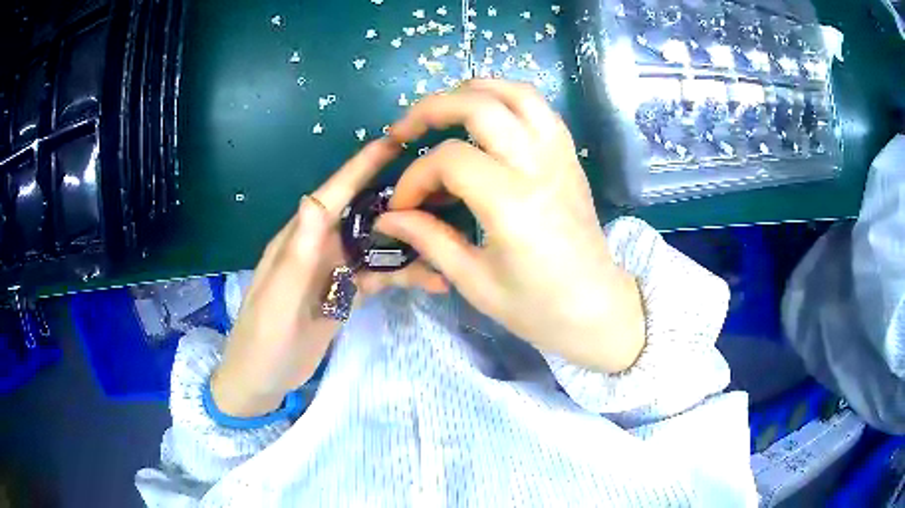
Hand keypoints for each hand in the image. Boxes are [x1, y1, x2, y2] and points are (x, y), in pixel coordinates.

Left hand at [212, 138, 447, 417]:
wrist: (261, 380)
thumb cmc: (262, 340)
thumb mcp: (277, 299)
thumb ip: (296, 254)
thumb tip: (313, 198)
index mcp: (299, 241)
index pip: (333, 195)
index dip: (361, 166)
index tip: (394, 141)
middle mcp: (319, 248)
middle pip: (362, 215)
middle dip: (398, 200)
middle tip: (442, 190)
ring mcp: (334, 272)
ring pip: (376, 247)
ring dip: (408, 244)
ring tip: (447, 241)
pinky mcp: (344, 295)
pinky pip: (378, 278)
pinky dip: (403, 277)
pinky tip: (432, 280)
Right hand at [378, 80, 644, 372]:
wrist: (597, 307)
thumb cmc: (537, 306)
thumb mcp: (475, 281)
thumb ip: (428, 239)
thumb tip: (387, 219)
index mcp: (512, 204)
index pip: (449, 160)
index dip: (415, 178)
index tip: (403, 206)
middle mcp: (538, 166)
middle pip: (479, 106)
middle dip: (431, 109)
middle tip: (403, 132)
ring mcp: (559, 155)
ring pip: (515, 93)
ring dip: (472, 91)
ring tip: (443, 111)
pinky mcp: (569, 155)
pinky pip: (539, 107)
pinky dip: (506, 98)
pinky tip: (485, 117)